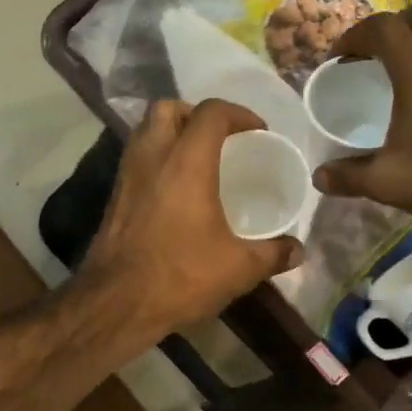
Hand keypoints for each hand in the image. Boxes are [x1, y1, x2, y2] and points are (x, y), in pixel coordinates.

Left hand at [81, 99, 302, 339]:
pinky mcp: (113, 196)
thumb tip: (298, 250)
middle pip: (167, 109)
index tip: (257, 132)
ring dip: (170, 133)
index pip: (210, 112)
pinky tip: (173, 191)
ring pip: (144, 131)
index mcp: (187, 162)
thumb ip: (272, 254)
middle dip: (194, 114)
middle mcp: (152, 157)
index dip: (238, 114)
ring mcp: (127, 175)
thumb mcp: (238, 268)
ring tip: (197, 160)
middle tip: (218, 138)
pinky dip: (155, 160)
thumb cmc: (180, 275)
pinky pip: (135, 160)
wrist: (116, 301)